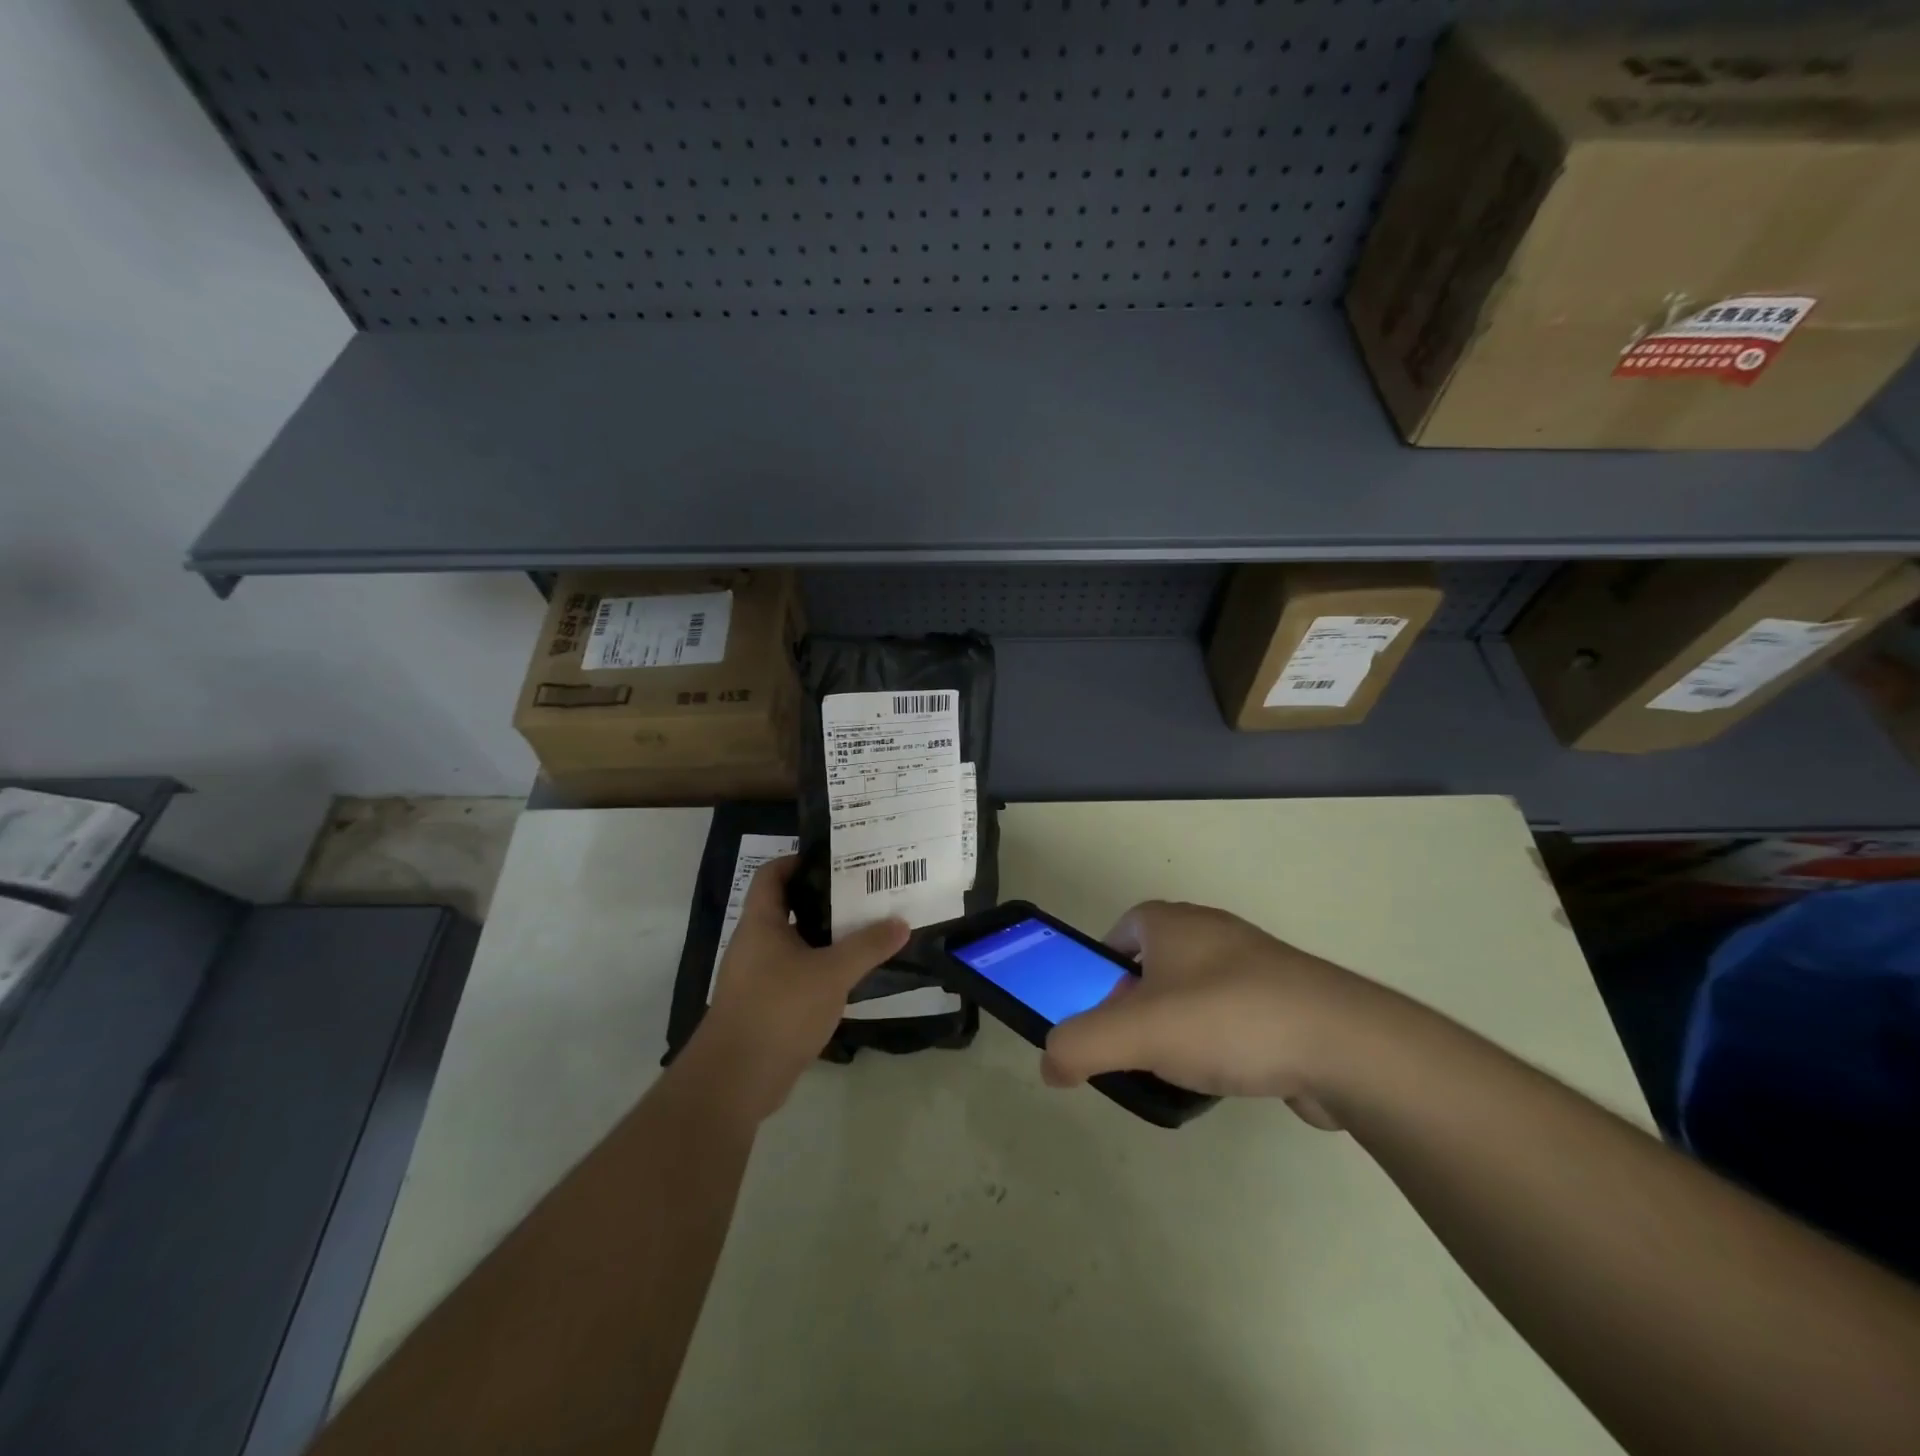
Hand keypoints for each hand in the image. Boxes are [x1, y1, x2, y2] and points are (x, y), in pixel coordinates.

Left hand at [691, 856, 907, 1121]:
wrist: (736, 1078)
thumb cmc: (779, 1008)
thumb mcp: (832, 972)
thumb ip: (868, 946)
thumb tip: (901, 922)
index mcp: (761, 923)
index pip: (773, 874)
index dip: (798, 861)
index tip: (835, 859)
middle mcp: (754, 944)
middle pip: (787, 907)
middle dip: (823, 899)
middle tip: (863, 893)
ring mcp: (756, 977)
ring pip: (793, 944)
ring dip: (824, 937)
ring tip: (864, 930)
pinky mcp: (764, 1007)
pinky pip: (794, 975)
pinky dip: (819, 969)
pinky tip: (848, 976)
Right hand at [1041, 900, 1380, 1127]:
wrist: (1342, 1043)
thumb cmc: (1226, 1019)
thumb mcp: (1136, 1033)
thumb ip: (1080, 1045)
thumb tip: (1049, 1065)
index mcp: (1173, 923)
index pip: (1122, 929)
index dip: (1104, 965)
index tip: (1102, 1009)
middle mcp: (1213, 932)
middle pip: (1157, 962)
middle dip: (1140, 1001)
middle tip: (1134, 1044)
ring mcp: (1256, 964)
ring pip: (1197, 991)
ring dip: (1182, 1024)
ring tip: (1178, 1067)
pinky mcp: (1289, 999)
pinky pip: (1237, 1015)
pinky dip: (1224, 1040)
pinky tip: (1228, 1076)